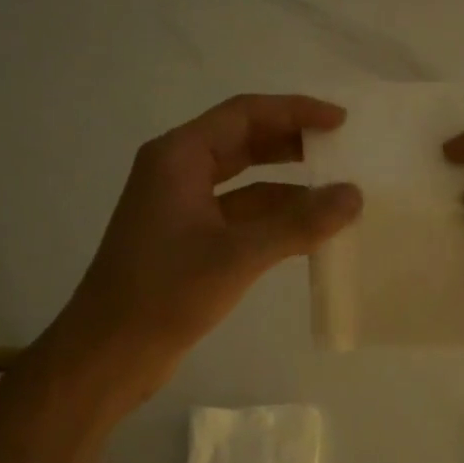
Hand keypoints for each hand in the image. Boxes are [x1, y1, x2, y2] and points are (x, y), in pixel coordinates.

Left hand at [42, 95, 360, 415]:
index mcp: (179, 157)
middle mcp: (177, 171)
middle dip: (292, 144)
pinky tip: (307, 232)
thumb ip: (299, 223)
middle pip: (243, 141)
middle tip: (342, 151)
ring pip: (243, 181)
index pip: (244, 114)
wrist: (109, 352)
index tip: (340, 121)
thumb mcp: (238, 255)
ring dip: (286, 185)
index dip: (295, 111)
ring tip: (336, 193)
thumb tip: (354, 195)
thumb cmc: (165, 293)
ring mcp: (180, 206)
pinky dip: (272, 218)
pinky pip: (238, 214)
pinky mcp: (187, 239)